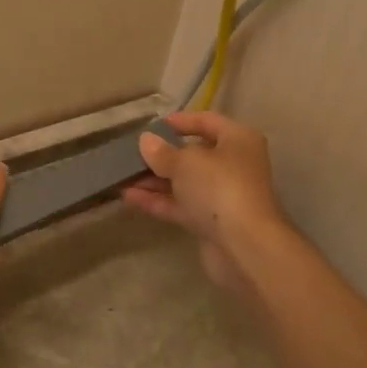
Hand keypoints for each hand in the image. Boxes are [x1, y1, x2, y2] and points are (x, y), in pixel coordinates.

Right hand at [122, 111, 290, 296]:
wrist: (244, 246)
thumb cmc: (219, 187)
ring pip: (184, 182)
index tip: (152, 126)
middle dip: (161, 155)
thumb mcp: (185, 162)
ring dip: (154, 180)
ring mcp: (222, 196)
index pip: (207, 121)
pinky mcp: (211, 222)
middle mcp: (233, 165)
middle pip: (194, 154)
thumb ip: (162, 152)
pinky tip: (129, 197)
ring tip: (121, 176)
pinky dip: (158, 200)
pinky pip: (181, 205)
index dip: (180, 121)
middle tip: (131, 153)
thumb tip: (146, 141)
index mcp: (238, 140)